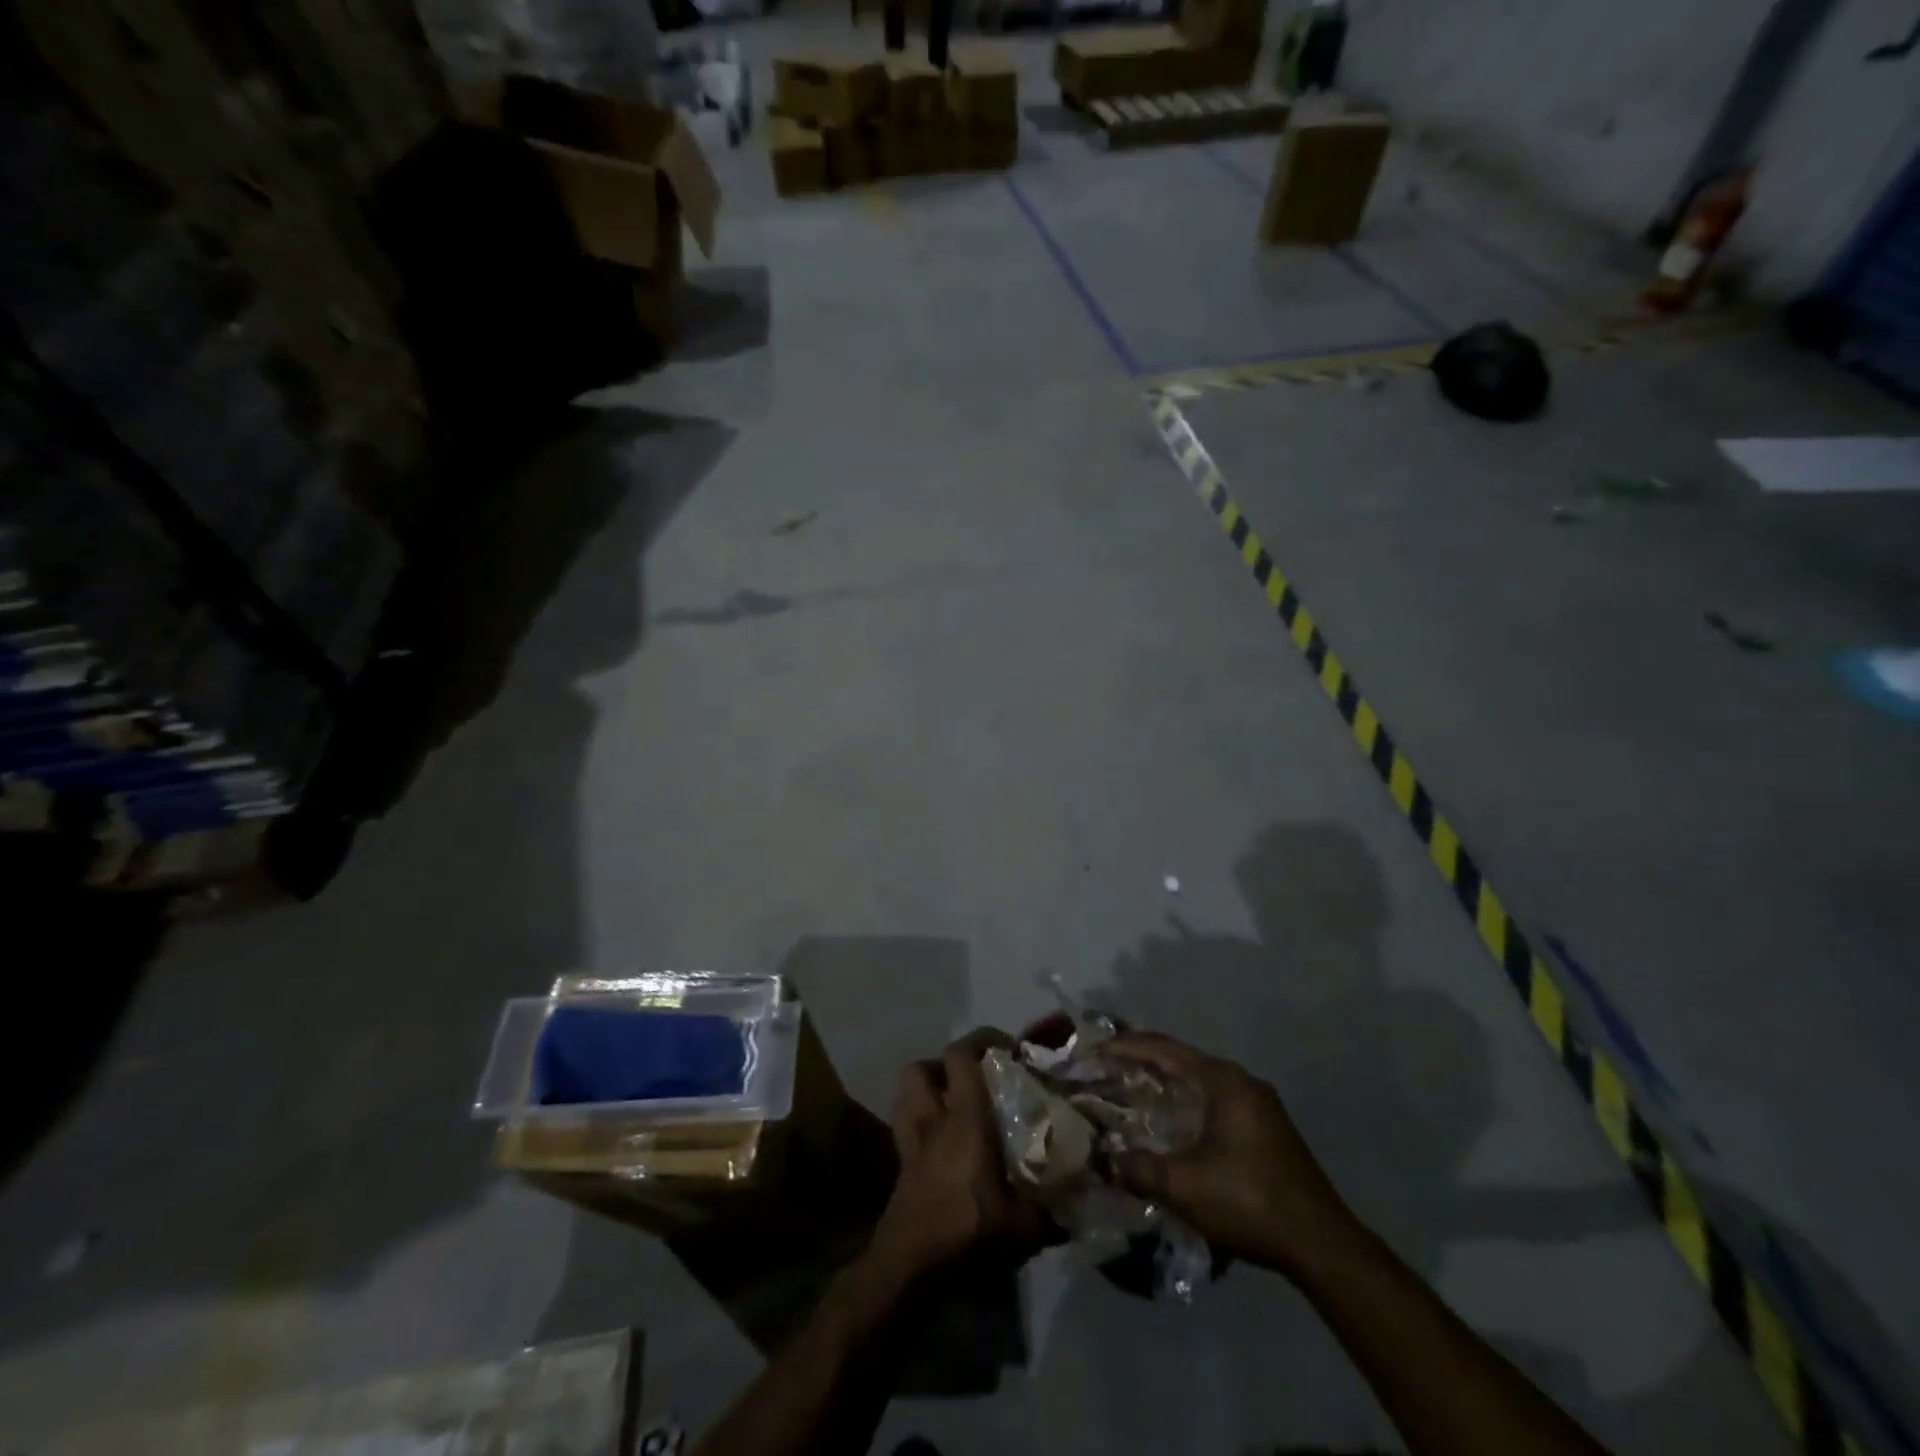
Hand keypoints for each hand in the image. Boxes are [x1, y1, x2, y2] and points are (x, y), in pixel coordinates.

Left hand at [872, 1028, 1049, 1278]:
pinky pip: (905, 1126)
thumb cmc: (967, 1232)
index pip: (962, 1056)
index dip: (983, 1041)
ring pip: (906, 1093)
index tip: (1009, 1049)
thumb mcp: (1024, 1227)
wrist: (910, 1269)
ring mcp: (911, 1141)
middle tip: (976, 1078)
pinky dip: (919, 1123)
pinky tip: (940, 1141)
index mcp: (964, 1118)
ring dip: (927, 1089)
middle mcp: (933, 1119)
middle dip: (946, 1064)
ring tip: (954, 1102)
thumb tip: (1081, 1201)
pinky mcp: (901, 1166)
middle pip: (923, 1067)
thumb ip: (1052, 1209)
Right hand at [1105, 1032, 1357, 1280]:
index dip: (1124, 1047)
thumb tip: (1103, 1161)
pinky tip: (1170, 1120)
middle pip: (1181, 1058)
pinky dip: (1185, 1099)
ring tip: (1130, 1090)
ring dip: (1165, 1081)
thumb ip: (1139, 1169)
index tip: (1093, 1050)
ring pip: (1199, 1078)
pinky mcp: (1265, 1126)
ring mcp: (1257, 1102)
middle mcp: (1240, 1080)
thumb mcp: (1185, 1187)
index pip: (1163, 1049)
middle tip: (1105, 1068)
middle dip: (1141, 1060)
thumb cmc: (1250, 1202)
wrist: (1322, 1244)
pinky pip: (1213, 1097)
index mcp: (1222, 1080)